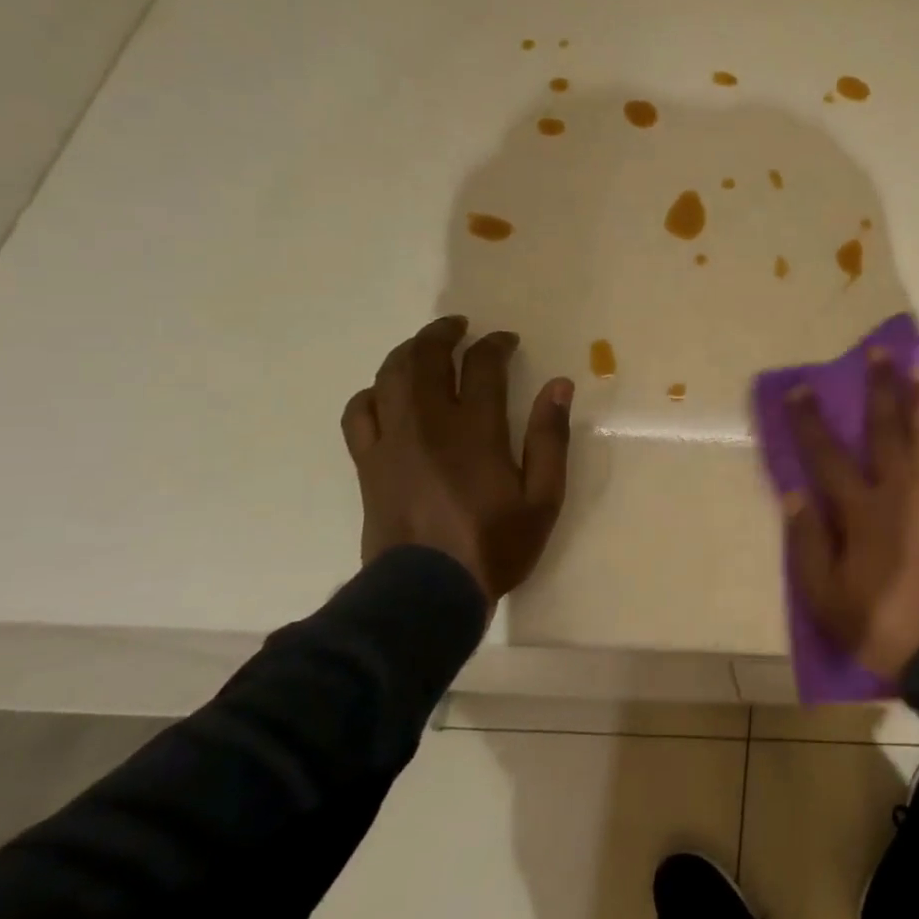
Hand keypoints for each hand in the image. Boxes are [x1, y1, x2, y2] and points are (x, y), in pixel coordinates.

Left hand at [341, 316, 572, 611]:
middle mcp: (427, 424)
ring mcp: (391, 441)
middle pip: (424, 359)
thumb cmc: (495, 543)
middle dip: (443, 334)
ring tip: (425, 348)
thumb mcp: (544, 497)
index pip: (481, 366)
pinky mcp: (368, 462)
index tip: (507, 340)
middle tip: (460, 327)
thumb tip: (559, 386)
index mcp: (475, 430)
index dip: (495, 345)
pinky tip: (387, 394)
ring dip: (408, 353)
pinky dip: (373, 392)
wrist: (426, 591)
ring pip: (389, 377)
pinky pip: (359, 412)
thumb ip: (550, 438)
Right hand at [783, 348, 918, 681]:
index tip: (801, 389)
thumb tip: (794, 494)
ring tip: (916, 365)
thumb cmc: (884, 624)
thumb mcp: (827, 597)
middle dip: (879, 387)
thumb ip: (809, 543)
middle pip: (885, 427)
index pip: (827, 455)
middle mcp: (900, 487)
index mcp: (861, 510)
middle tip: (878, 351)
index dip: (810, 420)